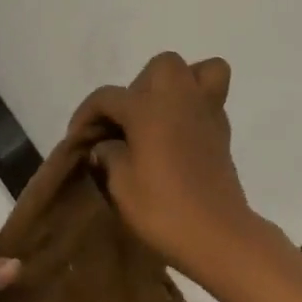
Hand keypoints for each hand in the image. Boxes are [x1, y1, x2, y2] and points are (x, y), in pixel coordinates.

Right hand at [67, 52, 266, 277]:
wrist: (217, 234)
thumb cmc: (163, 209)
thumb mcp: (121, 185)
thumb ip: (110, 155)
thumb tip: (107, 144)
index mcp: (148, 108)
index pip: (107, 97)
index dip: (86, 115)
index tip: (77, 139)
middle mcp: (179, 98)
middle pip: (159, 68)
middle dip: (138, 87)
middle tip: (127, 122)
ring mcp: (206, 111)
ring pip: (198, 70)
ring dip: (176, 84)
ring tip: (160, 115)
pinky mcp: (223, 130)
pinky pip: (211, 97)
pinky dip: (195, 105)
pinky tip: (179, 134)